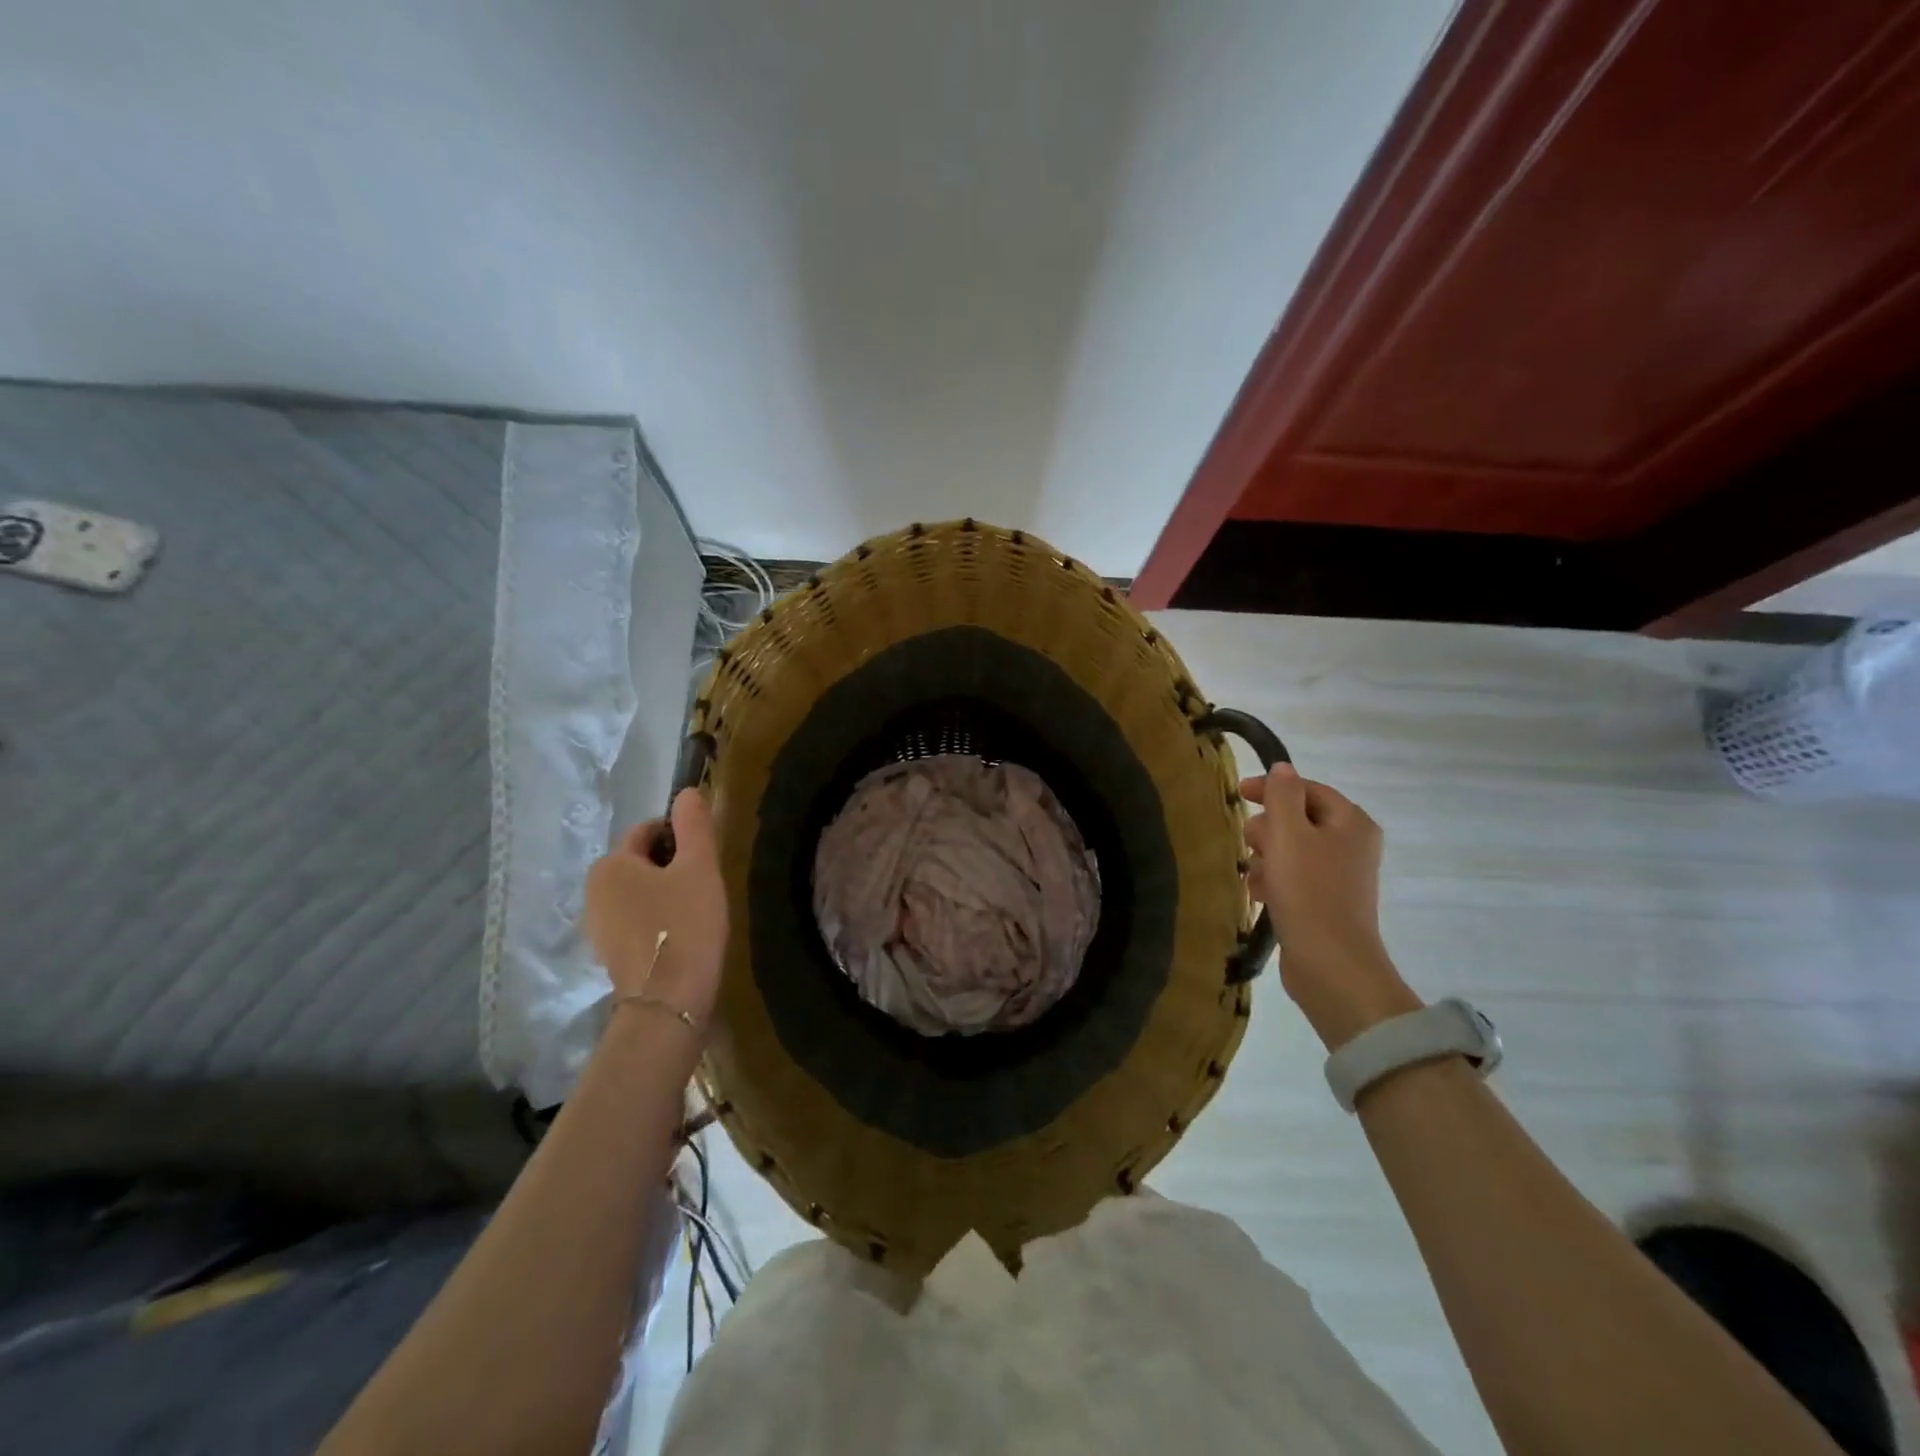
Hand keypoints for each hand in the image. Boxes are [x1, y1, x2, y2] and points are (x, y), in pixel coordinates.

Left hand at [584, 789, 728, 1030]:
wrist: (668, 1004)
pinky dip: (656, 919)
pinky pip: (634, 920)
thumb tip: (687, 791)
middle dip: (672, 866)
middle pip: (641, 862)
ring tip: (696, 911)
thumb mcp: (699, 868)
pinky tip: (681, 935)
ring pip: (638, 892)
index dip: (681, 836)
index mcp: (611, 864)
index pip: (648, 831)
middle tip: (705, 885)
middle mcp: (593, 891)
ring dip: (664, 893)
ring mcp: (596, 926)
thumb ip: (694, 825)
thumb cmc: (686, 926)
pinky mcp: (608, 954)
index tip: (707, 857)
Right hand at [1242, 765, 1420, 1048]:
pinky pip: (1293, 878)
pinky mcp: (1325, 902)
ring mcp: (1340, 876)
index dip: (1271, 788)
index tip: (1237, 794)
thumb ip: (1282, 795)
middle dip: (1268, 831)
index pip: (1307, 789)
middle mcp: (1351, 844)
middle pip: (1296, 819)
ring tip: (1256, 878)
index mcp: (1351, 822)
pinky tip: (1261, 897)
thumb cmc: (1309, 892)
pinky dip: (1274, 882)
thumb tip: (1282, 768)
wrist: (1331, 964)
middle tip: (1253, 847)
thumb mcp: (1289, 834)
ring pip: (1290, 850)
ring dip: (1266, 859)